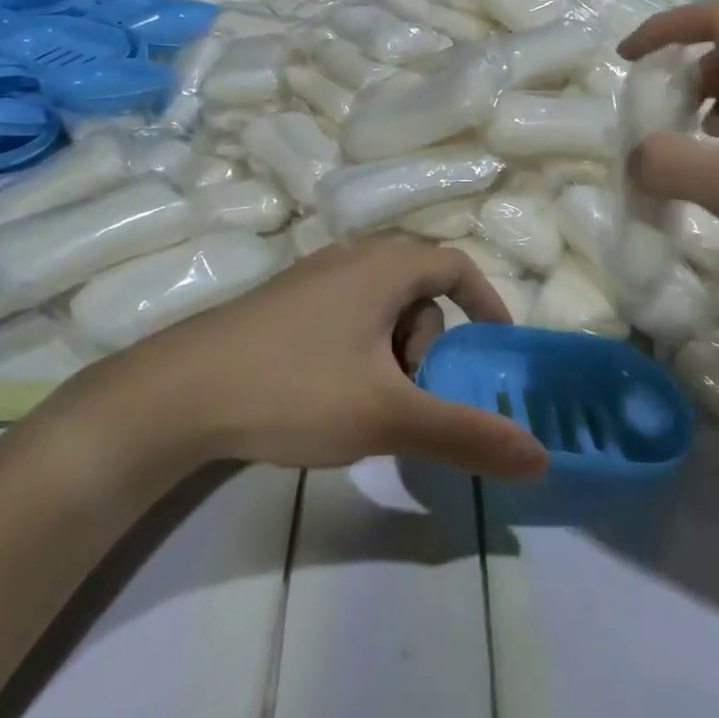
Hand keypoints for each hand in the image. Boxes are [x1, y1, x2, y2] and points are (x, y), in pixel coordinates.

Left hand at [76, 238, 548, 482]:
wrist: (177, 394)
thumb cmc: (294, 389)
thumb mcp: (389, 416)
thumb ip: (467, 436)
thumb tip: (541, 459)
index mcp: (383, 267)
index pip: (456, 266)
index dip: (486, 303)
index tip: (495, 349)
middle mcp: (349, 259)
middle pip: (417, 294)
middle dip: (428, 346)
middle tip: (410, 398)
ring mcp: (309, 279)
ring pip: (378, 310)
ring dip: (391, 355)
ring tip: (366, 407)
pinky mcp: (278, 305)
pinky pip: (343, 319)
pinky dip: (357, 353)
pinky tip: (327, 398)